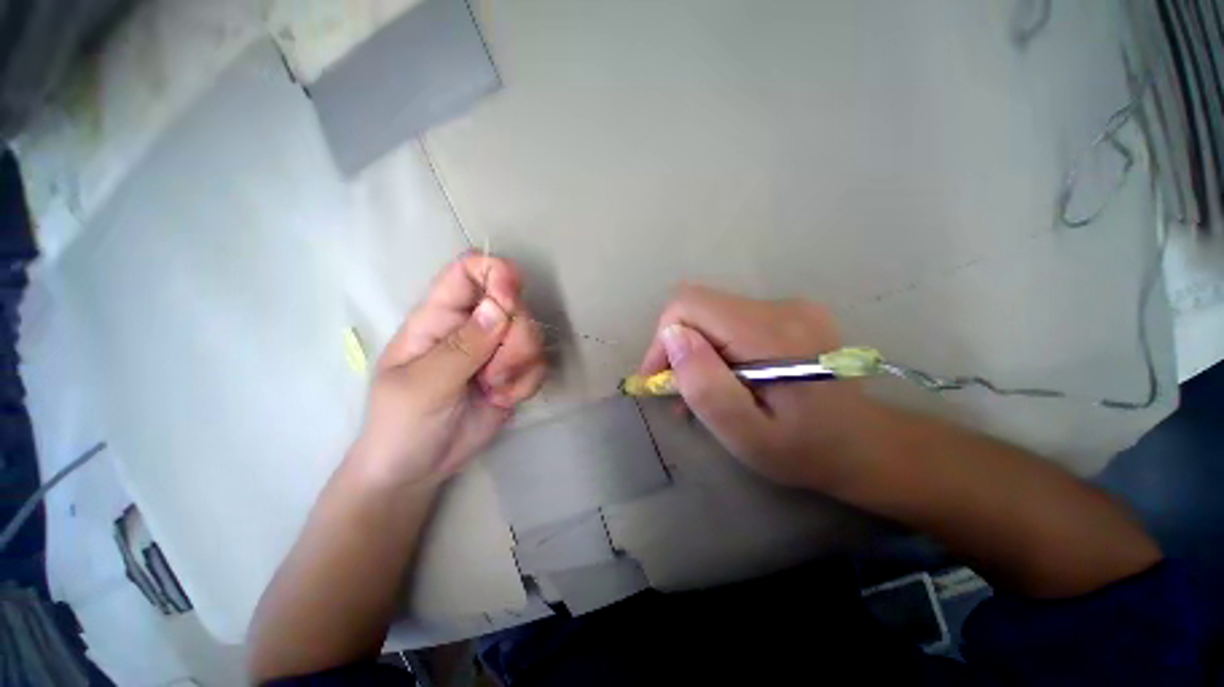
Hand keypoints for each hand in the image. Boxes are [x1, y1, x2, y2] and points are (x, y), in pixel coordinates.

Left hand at [351, 254, 546, 486]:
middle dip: (515, 338)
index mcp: (439, 317)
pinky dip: (527, 384)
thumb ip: (462, 347)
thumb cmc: (401, 423)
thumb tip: (498, 308)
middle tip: (494, 372)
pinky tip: (503, 399)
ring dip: (521, 364)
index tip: (509, 299)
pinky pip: (539, 364)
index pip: (469, 270)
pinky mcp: (515, 373)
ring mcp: (496, 351)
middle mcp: (473, 327)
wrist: (418, 468)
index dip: (496, 273)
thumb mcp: (424, 385)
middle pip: (515, 305)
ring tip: (494, 389)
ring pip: (532, 335)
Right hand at [639, 285, 877, 490]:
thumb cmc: (803, 449)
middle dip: (677, 347)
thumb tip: (672, 336)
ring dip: (696, 349)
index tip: (660, 378)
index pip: (690, 304)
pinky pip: (731, 320)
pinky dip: (716, 347)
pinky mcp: (789, 313)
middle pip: (699, 307)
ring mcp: (789, 306)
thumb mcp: (746, 433)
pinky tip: (725, 377)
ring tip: (702, 390)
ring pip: (712, 314)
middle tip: (678, 391)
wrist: (864, 445)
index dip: (663, 337)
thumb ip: (706, 385)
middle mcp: (781, 307)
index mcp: (770, 333)